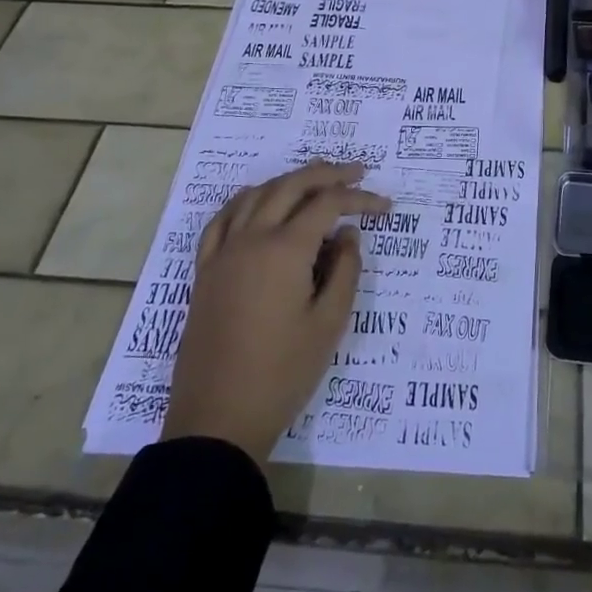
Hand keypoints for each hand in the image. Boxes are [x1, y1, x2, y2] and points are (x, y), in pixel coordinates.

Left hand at [162, 161, 390, 461]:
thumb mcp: (329, 324)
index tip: (386, 208)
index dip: (360, 199)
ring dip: (289, 180)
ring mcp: (223, 253)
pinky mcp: (205, 271)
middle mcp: (251, 239)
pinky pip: (222, 219)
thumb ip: (345, 270)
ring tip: (315, 180)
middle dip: (327, 173)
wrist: (217, 420)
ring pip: (256, 194)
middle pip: (291, 186)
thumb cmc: (282, 373)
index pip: (328, 204)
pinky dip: (245, 200)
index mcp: (285, 250)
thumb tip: (348, 235)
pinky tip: (257, 201)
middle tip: (357, 172)